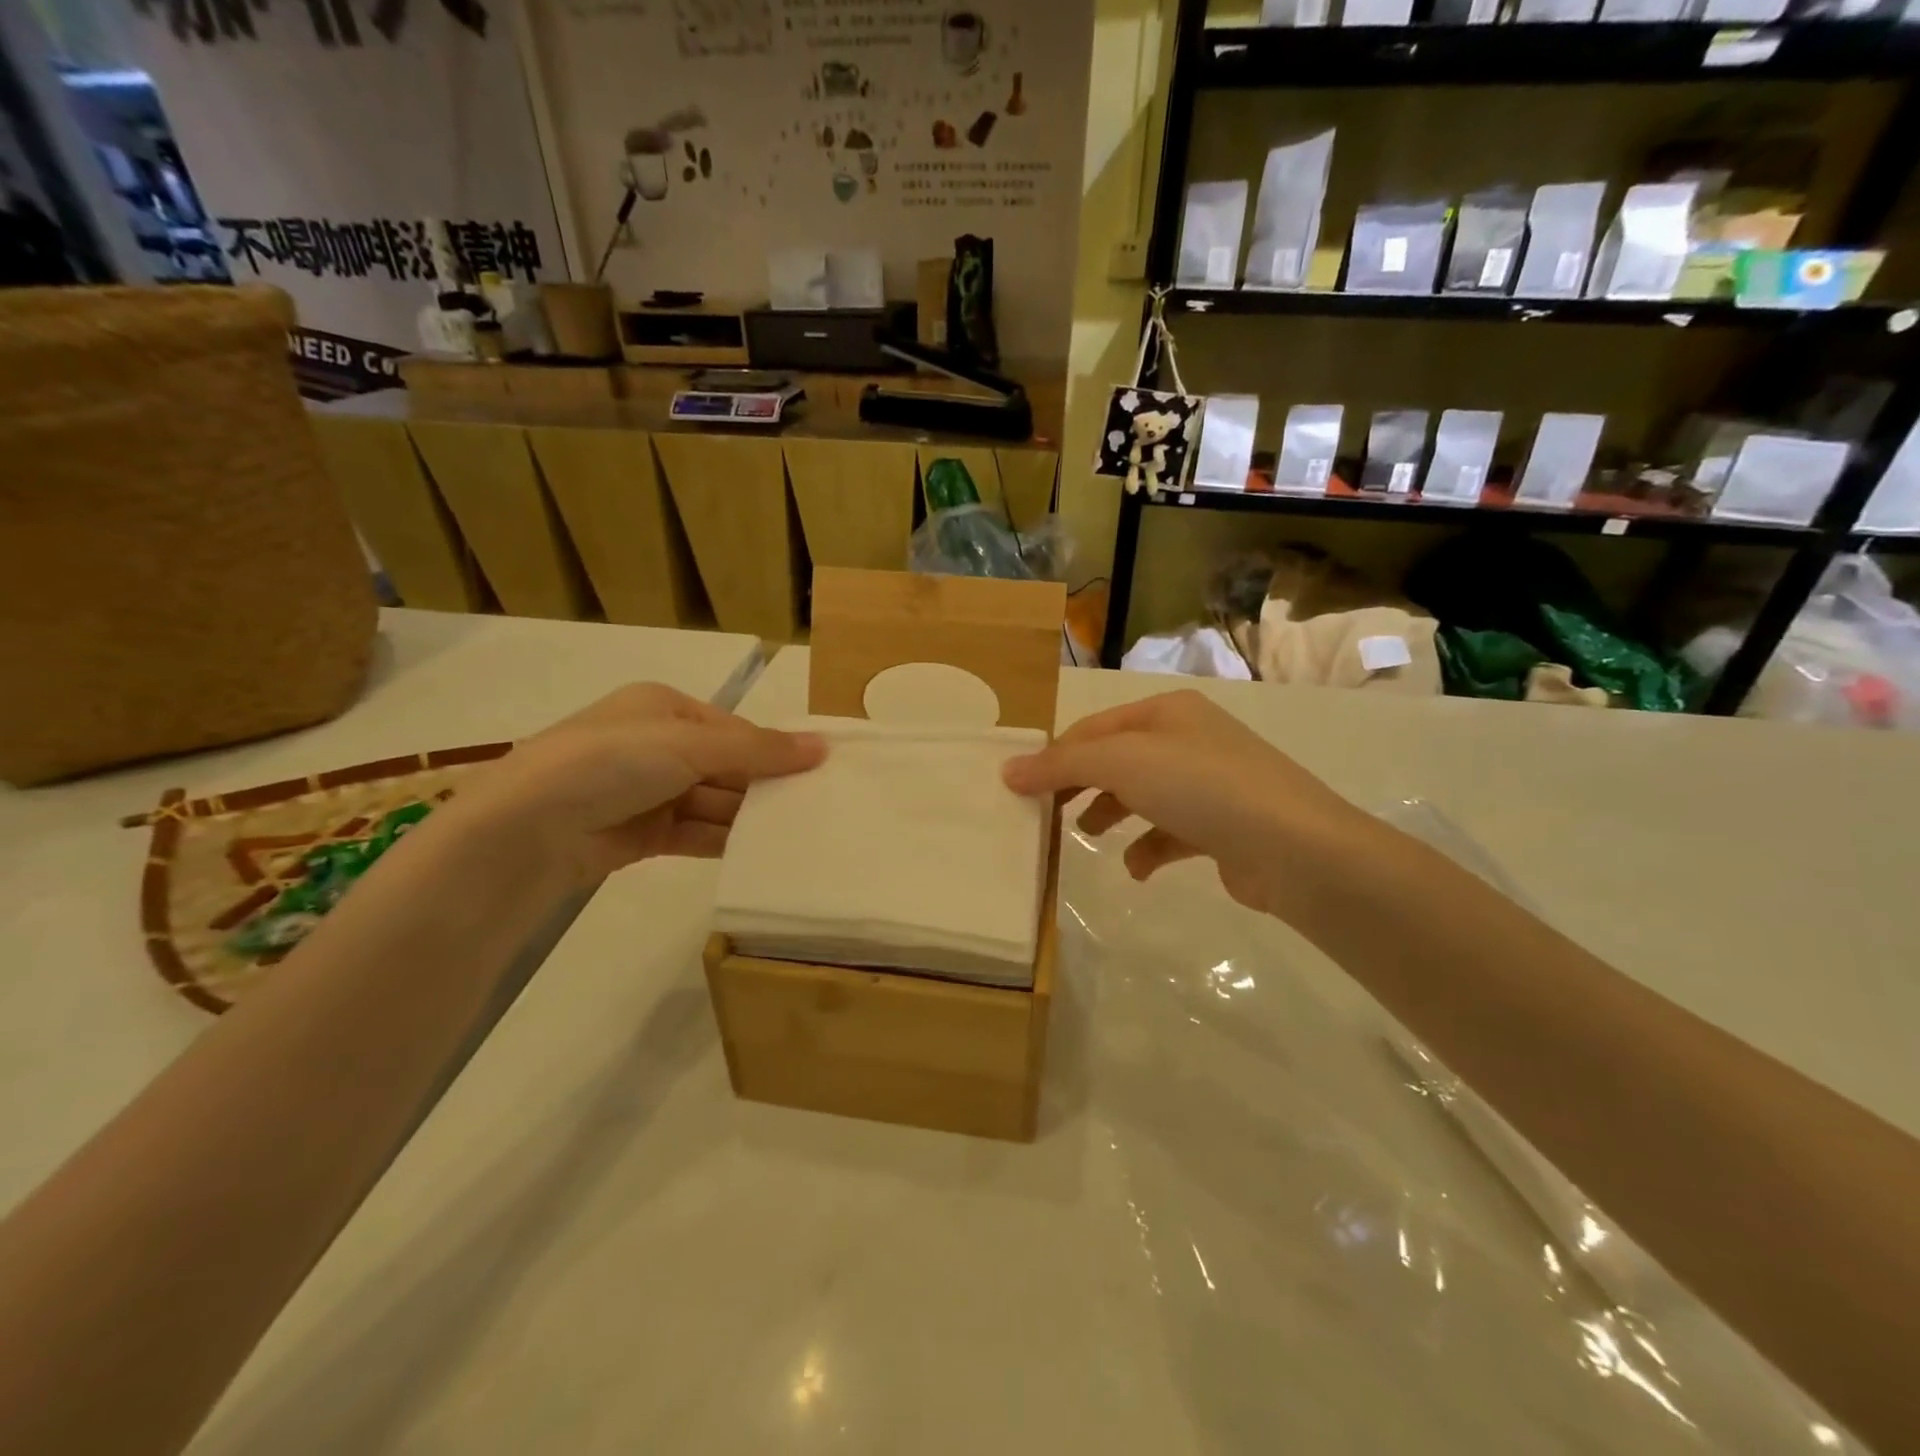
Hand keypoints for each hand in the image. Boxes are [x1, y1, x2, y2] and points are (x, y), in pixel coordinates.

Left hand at [444, 684, 825, 887]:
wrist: (526, 830)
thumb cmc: (611, 763)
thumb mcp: (690, 745)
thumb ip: (758, 749)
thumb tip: (824, 746)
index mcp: (664, 708)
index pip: (733, 729)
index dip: (773, 750)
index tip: (816, 774)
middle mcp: (656, 744)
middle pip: (725, 766)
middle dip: (763, 786)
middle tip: (814, 809)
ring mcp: (647, 791)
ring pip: (713, 802)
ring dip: (747, 816)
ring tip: (795, 833)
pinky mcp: (641, 833)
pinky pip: (695, 832)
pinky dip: (724, 840)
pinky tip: (759, 852)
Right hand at [1002, 689, 1369, 920]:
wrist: (1294, 848)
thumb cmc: (1201, 788)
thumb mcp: (1123, 763)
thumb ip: (1062, 765)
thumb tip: (1006, 769)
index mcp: (1166, 712)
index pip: (1093, 728)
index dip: (1055, 756)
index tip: (1021, 789)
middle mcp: (1189, 739)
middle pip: (1116, 759)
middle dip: (1080, 785)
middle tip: (1047, 814)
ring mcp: (1210, 784)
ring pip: (1142, 795)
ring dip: (1110, 813)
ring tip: (1087, 836)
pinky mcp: (1223, 827)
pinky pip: (1171, 833)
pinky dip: (1148, 848)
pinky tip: (1138, 868)